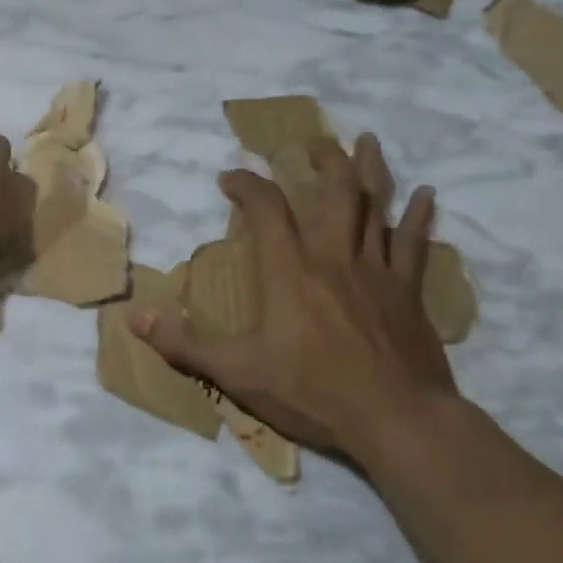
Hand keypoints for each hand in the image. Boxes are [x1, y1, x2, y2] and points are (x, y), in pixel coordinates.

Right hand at [130, 133, 458, 464]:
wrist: (397, 421)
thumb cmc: (312, 392)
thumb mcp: (236, 371)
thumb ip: (184, 343)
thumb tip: (134, 318)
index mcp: (290, 269)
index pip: (265, 208)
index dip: (246, 184)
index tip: (229, 176)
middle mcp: (333, 256)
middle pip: (334, 191)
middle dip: (323, 159)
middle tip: (313, 141)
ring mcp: (376, 271)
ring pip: (376, 206)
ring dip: (371, 170)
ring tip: (369, 140)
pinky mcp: (408, 292)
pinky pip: (414, 244)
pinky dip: (420, 217)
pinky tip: (427, 195)